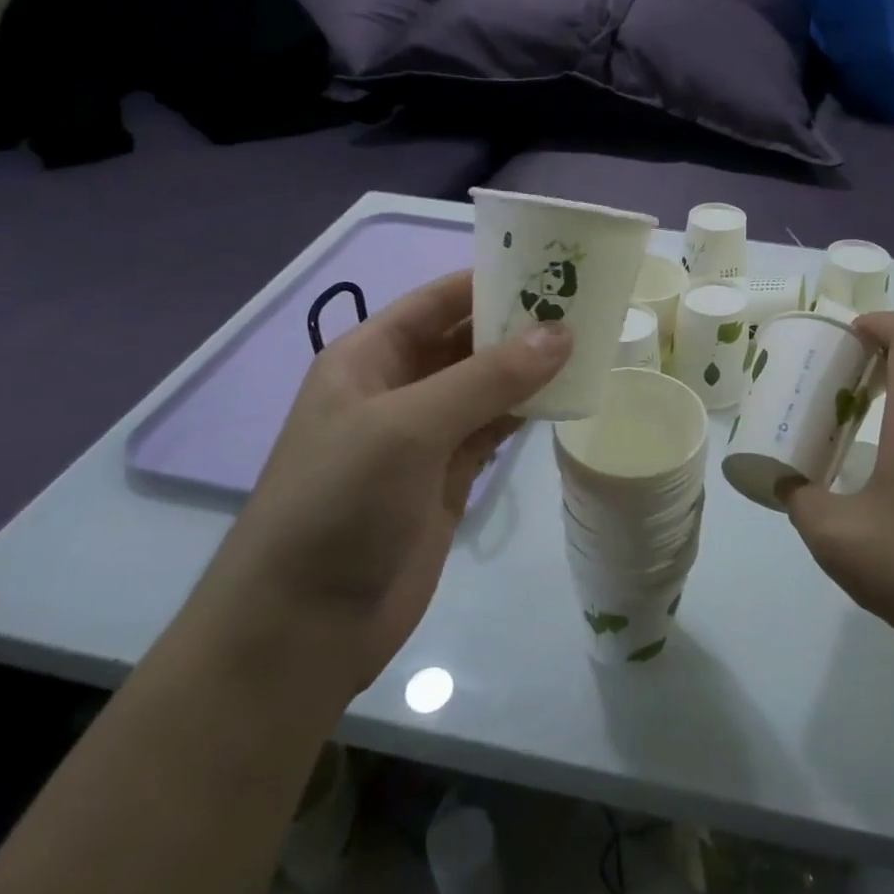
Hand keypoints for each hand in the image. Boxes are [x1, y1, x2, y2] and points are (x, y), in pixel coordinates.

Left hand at [202, 271, 569, 691]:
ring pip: (485, 387)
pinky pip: (492, 431)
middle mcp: (396, 388)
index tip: (552, 268)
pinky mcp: (446, 479)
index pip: (436, 301)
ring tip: (589, 346)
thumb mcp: (409, 427)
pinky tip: (565, 399)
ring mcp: (423, 437)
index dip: (489, 280)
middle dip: (517, 324)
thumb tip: (561, 334)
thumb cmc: (340, 503)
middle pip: (465, 341)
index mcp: (368, 358)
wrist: (304, 624)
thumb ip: (488, 379)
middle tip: (586, 307)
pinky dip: (526, 414)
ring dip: (528, 369)